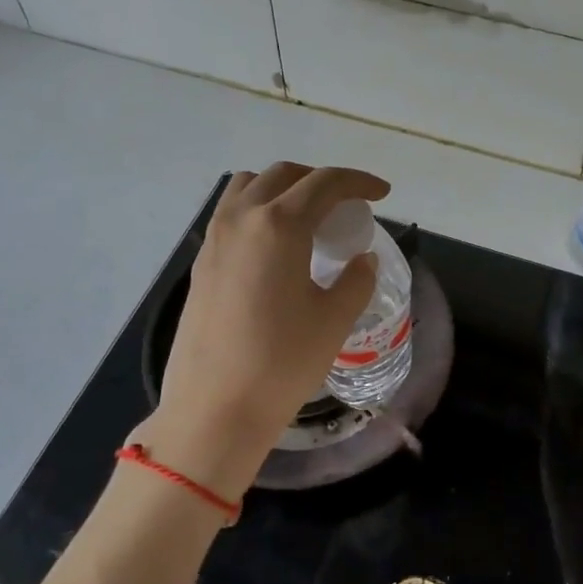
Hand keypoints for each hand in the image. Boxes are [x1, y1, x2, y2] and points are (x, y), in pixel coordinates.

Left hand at [137, 164, 388, 499]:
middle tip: (346, 205)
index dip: (358, 182)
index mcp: (280, 225)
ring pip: (249, 186)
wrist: (214, 408)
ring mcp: (214, 238)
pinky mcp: (200, 261)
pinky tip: (274, 246)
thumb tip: (362, 259)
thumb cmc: (281, 362)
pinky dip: (258, 209)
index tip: (381, 193)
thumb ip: (356, 280)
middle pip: (284, 175)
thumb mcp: (333, 320)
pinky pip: (231, 213)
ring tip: (306, 217)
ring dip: (283, 188)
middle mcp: (242, 218)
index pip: (325, 183)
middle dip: (320, 180)